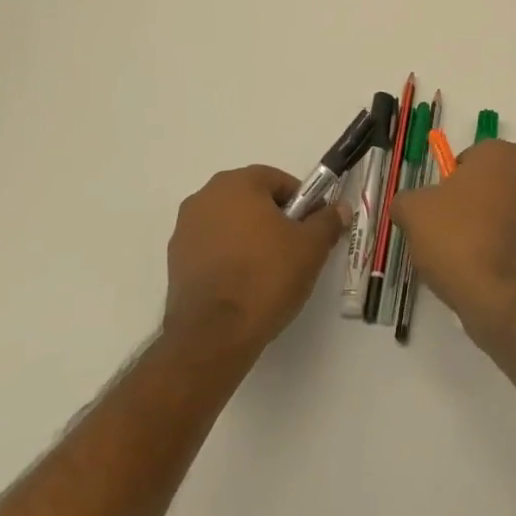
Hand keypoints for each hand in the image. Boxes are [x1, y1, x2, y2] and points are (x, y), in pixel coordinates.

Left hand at [162, 166, 348, 353]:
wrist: (214, 335)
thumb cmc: (266, 276)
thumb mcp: (311, 247)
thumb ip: (328, 221)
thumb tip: (340, 208)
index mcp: (237, 184)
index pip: (278, 180)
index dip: (301, 202)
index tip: (311, 227)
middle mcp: (205, 197)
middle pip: (251, 199)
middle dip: (274, 218)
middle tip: (294, 248)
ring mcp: (185, 230)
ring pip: (230, 224)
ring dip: (249, 237)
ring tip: (268, 270)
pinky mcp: (174, 262)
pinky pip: (212, 248)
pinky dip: (228, 257)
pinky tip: (243, 284)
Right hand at [389, 140, 515, 348]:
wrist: (504, 297)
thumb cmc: (459, 238)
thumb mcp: (413, 211)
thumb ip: (406, 199)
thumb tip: (407, 206)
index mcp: (500, 153)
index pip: (465, 158)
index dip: (444, 183)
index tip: (433, 209)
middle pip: (482, 185)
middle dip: (461, 205)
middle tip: (440, 232)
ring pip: (495, 212)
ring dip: (477, 228)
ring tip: (455, 257)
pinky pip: (508, 238)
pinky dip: (493, 249)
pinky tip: (475, 272)